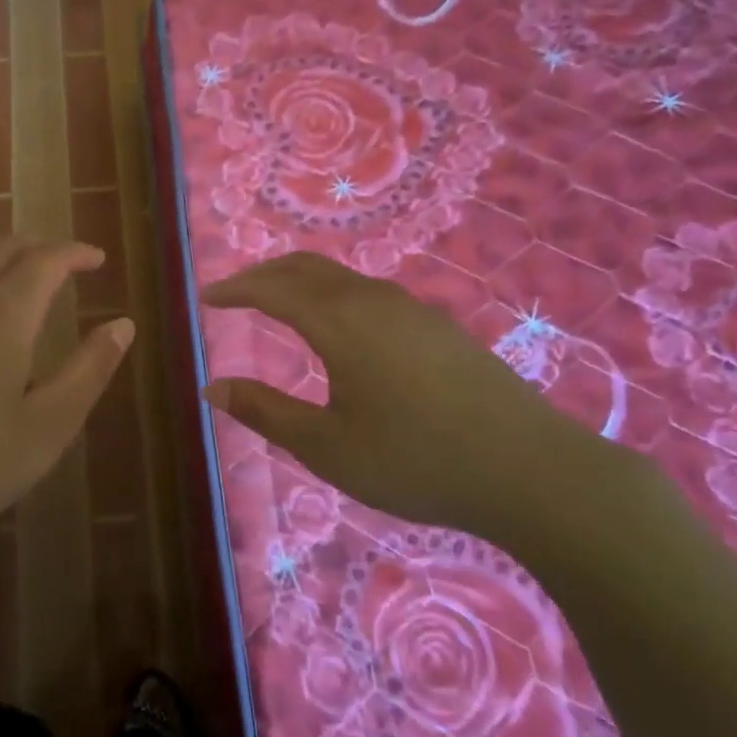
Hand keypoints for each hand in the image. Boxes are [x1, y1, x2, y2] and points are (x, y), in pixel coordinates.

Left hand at [0, 237, 133, 575]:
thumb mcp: (48, 427)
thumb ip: (89, 370)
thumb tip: (123, 325)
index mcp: (2, 314)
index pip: (46, 259)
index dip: (74, 252)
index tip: (96, 259)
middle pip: (0, 248)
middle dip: (37, 247)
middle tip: (62, 263)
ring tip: (19, 292)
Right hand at [201, 252, 622, 551]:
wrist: (530, 469)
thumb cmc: (415, 460)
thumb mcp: (327, 446)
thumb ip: (266, 411)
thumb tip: (212, 387)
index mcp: (337, 321)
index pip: (271, 289)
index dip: (234, 289)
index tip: (206, 297)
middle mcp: (371, 300)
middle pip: (305, 267)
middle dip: (264, 274)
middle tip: (235, 292)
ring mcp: (411, 308)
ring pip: (340, 277)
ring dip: (301, 281)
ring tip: (280, 303)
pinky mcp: (438, 326)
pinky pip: (369, 292)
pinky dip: (334, 294)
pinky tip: (342, 327)